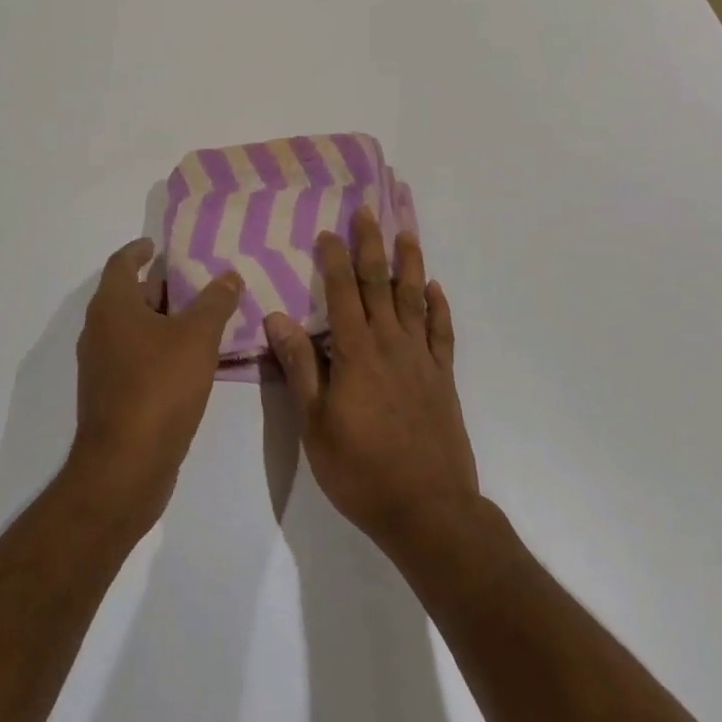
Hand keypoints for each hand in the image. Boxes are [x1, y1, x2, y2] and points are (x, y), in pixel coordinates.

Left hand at [68, 237, 242, 535]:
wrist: (124, 469)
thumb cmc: (158, 388)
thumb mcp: (197, 337)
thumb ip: (215, 302)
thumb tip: (229, 275)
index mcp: (112, 307)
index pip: (121, 263)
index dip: (139, 250)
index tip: (158, 245)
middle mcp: (99, 332)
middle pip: (129, 295)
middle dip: (160, 286)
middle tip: (196, 281)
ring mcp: (102, 367)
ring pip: (133, 329)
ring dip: (162, 320)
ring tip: (201, 317)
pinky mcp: (111, 398)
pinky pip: (136, 358)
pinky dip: (159, 349)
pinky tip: (191, 359)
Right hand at [264, 208, 479, 563]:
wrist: (428, 509)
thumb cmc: (361, 470)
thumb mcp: (316, 425)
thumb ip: (301, 368)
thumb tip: (278, 318)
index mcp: (356, 353)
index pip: (343, 294)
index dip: (335, 260)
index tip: (328, 232)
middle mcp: (391, 344)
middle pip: (380, 284)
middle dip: (371, 245)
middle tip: (368, 211)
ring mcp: (421, 358)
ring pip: (414, 298)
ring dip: (410, 263)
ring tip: (406, 233)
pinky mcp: (443, 377)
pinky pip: (442, 332)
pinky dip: (439, 307)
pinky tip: (435, 288)